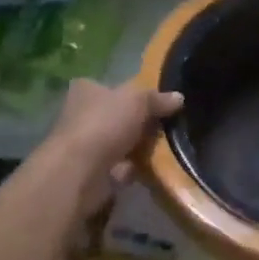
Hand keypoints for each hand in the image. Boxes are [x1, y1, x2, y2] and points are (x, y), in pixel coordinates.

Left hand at [49, 79, 181, 177]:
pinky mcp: (90, 172)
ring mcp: (85, 146)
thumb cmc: (104, 124)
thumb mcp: (138, 100)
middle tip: (164, 126)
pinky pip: (118, 167)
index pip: (110, 86)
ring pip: (120, 143)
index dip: (132, 93)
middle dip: (140, 123)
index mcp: (86, 90)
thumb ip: (158, 99)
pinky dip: (132, 169)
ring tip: (162, 148)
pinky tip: (148, 168)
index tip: (155, 101)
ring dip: (138, 148)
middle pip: (118, 116)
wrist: (79, 173)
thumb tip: (179, 97)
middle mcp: (81, 115)